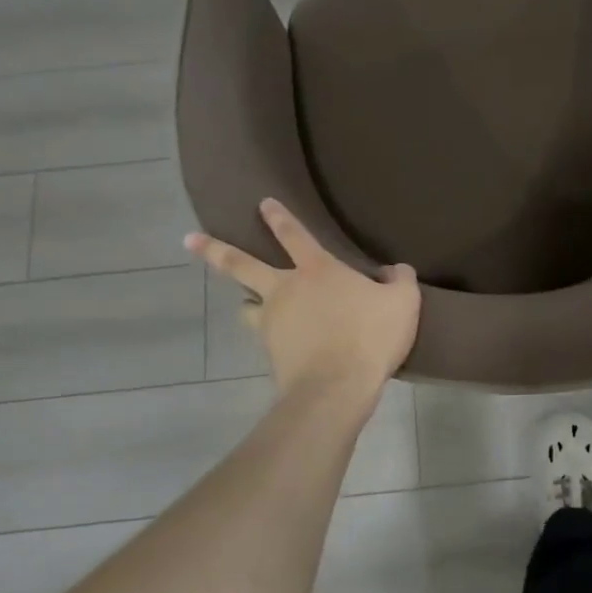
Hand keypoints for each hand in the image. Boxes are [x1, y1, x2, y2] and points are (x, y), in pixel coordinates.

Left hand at [187, 198, 420, 398]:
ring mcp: (271, 323)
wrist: (336, 389)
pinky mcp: (269, 353)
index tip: (262, 203)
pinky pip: (265, 337)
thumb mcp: (403, 302)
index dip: (279, 217)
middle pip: (241, 265)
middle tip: (188, 239)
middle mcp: (285, 289)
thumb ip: (400, 280)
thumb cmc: (370, 336)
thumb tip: (394, 270)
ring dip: (247, 302)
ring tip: (248, 306)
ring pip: (248, 306)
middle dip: (214, 250)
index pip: (293, 234)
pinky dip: (271, 336)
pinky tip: (283, 345)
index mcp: (317, 270)